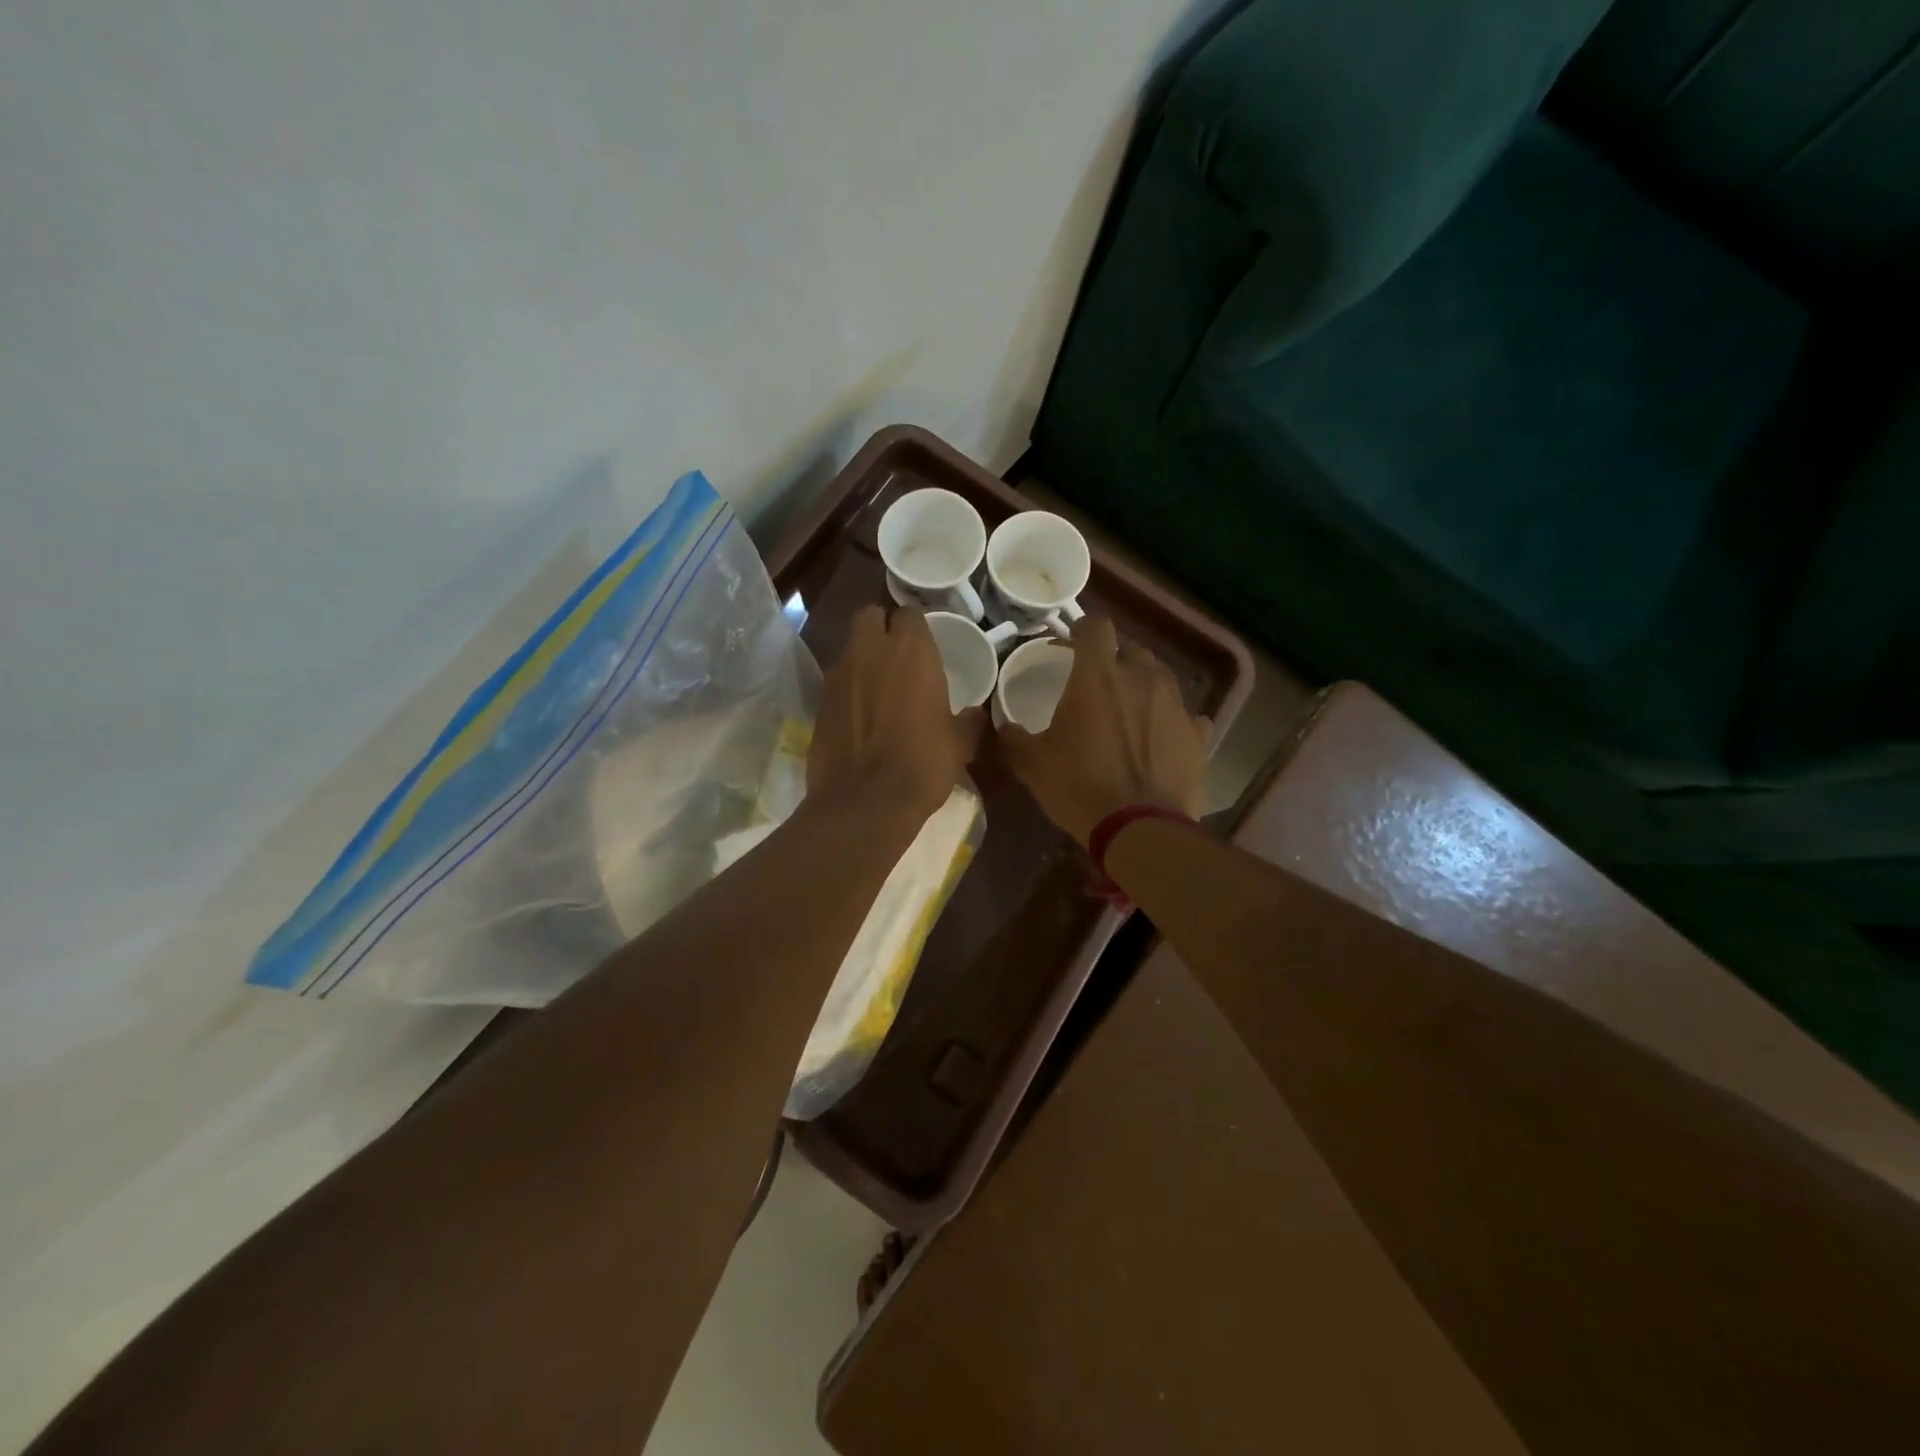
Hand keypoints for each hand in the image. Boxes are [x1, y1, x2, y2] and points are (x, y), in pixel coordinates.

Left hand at [808, 605, 983, 823]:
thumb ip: (968, 720)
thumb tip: (975, 715)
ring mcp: (838, 674)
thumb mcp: (960, 743)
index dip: (916, 625)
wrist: (865, 801)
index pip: (910, 612)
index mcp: (911, 651)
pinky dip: (848, 688)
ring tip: (879, 686)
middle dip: (881, 626)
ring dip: (863, 657)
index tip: (925, 642)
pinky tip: (860, 714)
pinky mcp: (818, 700)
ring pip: (850, 646)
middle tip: (897, 653)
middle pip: (870, 615)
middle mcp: (871, 650)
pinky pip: (836, 680)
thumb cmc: (923, 764)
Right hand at [998, 617, 1208, 846]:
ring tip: (1130, 712)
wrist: (1139, 829)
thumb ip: (1013, 737)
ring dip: (1144, 686)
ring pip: (1161, 677)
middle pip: (1131, 649)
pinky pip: (1186, 716)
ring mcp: (1176, 704)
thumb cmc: (1079, 788)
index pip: (1095, 625)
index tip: (1071, 647)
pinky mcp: (1197, 734)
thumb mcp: (1031, 764)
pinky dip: (1171, 722)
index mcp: (1098, 676)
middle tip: (1099, 686)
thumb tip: (1003, 726)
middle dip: (1115, 660)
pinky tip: (1161, 740)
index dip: (1082, 631)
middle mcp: (1142, 678)